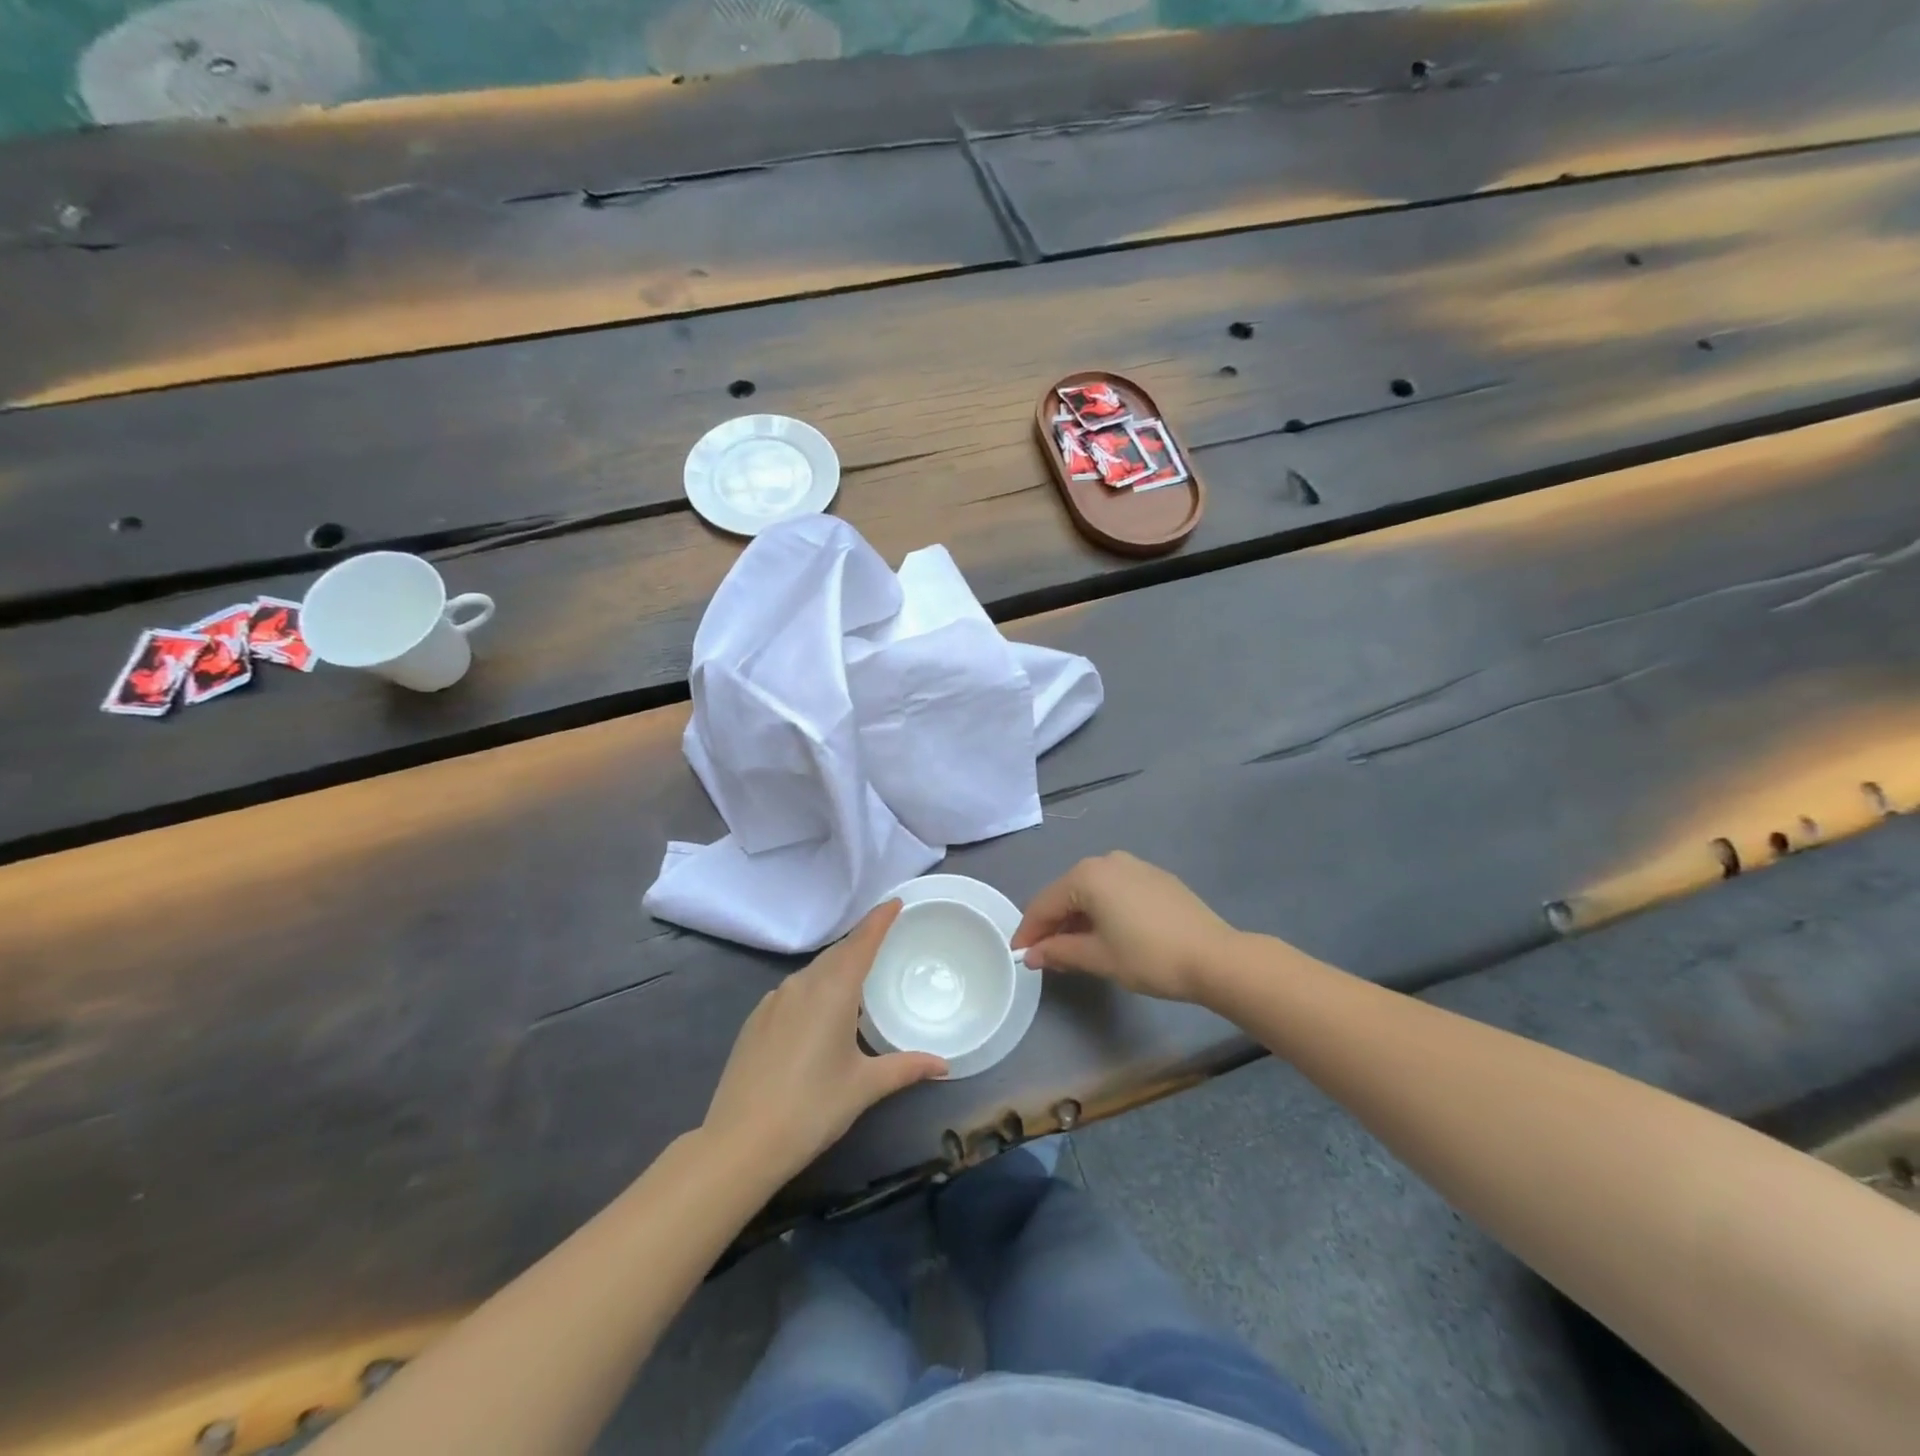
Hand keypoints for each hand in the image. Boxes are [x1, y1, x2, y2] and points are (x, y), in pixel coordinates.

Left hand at [704, 901, 945, 1179]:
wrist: (739, 1142)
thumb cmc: (811, 1108)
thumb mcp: (864, 1087)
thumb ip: (905, 1068)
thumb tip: (944, 1065)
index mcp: (832, 991)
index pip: (861, 942)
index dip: (879, 920)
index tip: (895, 902)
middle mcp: (801, 985)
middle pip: (837, 954)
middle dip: (861, 944)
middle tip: (886, 942)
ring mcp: (773, 1001)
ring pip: (813, 973)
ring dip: (836, 969)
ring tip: (858, 981)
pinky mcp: (755, 1020)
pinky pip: (793, 991)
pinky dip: (814, 990)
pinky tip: (820, 1015)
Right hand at [1012, 852, 1238, 1003]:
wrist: (1214, 957)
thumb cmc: (1149, 957)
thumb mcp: (1098, 958)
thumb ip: (1059, 952)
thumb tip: (1032, 954)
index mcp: (1087, 876)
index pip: (1044, 904)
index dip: (1029, 931)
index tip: (1018, 955)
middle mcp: (1107, 861)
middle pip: (1067, 893)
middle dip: (1053, 924)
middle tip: (1044, 955)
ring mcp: (1134, 865)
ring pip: (1092, 891)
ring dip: (1078, 918)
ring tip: (1073, 949)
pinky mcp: (1155, 877)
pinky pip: (1115, 890)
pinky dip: (1103, 910)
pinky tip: (1106, 934)